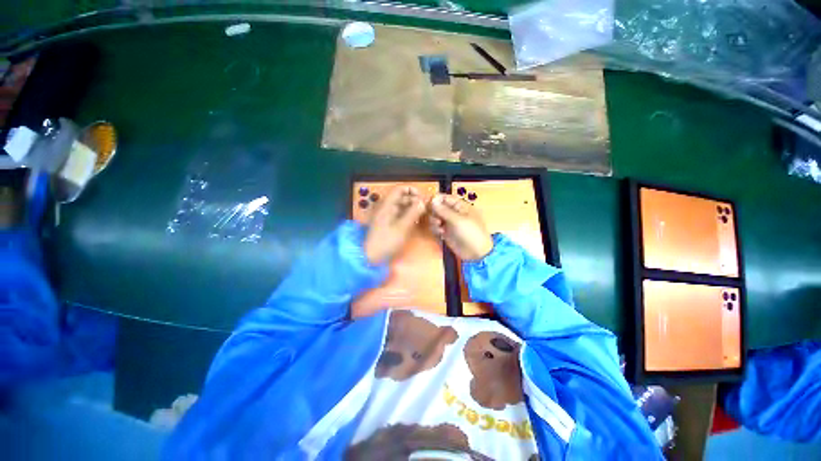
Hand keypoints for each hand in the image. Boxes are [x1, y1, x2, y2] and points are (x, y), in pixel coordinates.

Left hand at [364, 186, 425, 264]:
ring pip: (401, 207)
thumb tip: (422, 202)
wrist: (371, 257)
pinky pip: (399, 215)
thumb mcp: (402, 227)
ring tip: (422, 214)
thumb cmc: (386, 241)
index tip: (423, 197)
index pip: (399, 189)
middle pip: (401, 198)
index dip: (412, 190)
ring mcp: (385, 216)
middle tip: (425, 207)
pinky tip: (415, 221)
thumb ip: (413, 213)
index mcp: (387, 205)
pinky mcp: (387, 224)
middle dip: (414, 200)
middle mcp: (385, 207)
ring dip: (412, 208)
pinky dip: (407, 215)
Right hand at [429, 194, 492, 260]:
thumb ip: (443, 210)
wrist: (476, 253)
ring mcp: (449, 223)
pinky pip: (436, 227)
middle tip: (434, 217)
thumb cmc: (471, 233)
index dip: (436, 199)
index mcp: (460, 206)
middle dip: (434, 211)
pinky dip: (436, 229)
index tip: (428, 203)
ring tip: (439, 226)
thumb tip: (432, 199)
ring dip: (434, 221)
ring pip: (435, 217)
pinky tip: (440, 233)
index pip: (446, 198)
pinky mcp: (446, 232)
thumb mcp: (458, 220)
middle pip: (438, 207)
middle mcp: (453, 213)